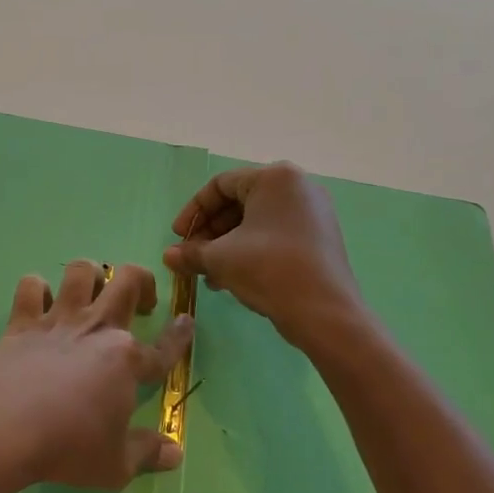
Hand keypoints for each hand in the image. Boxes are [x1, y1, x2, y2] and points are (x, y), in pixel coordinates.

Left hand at [0, 260, 189, 489]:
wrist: (5, 428)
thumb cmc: (67, 447)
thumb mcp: (115, 465)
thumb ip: (147, 453)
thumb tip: (176, 452)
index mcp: (126, 360)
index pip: (164, 347)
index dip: (180, 336)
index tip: (187, 320)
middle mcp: (96, 328)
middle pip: (127, 281)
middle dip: (142, 282)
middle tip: (139, 302)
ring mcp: (58, 320)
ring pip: (81, 271)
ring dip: (90, 275)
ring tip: (91, 292)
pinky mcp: (22, 321)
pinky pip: (32, 286)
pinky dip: (37, 289)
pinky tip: (39, 303)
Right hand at [164, 162, 364, 349]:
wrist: (325, 314)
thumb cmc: (269, 269)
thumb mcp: (220, 259)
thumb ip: (190, 252)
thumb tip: (168, 257)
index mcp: (274, 178)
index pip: (220, 185)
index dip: (193, 211)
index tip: (178, 237)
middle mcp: (298, 186)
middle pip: (239, 202)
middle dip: (210, 232)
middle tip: (192, 256)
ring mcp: (313, 212)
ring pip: (256, 221)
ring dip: (227, 245)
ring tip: (208, 273)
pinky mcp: (320, 237)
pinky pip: (275, 234)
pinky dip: (250, 250)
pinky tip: (232, 278)